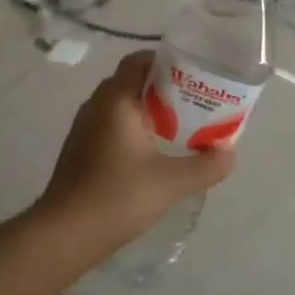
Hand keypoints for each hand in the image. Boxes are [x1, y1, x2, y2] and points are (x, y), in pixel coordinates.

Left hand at [36, 50, 236, 260]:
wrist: (65, 233)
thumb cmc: (117, 197)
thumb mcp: (171, 182)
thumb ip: (206, 166)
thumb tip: (229, 153)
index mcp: (116, 100)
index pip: (139, 61)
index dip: (166, 62)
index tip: (193, 75)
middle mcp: (96, 106)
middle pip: (132, 82)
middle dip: (163, 88)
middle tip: (194, 103)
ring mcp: (84, 128)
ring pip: (121, 106)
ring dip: (148, 111)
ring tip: (180, 127)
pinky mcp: (80, 150)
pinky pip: (111, 126)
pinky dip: (133, 129)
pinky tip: (152, 153)